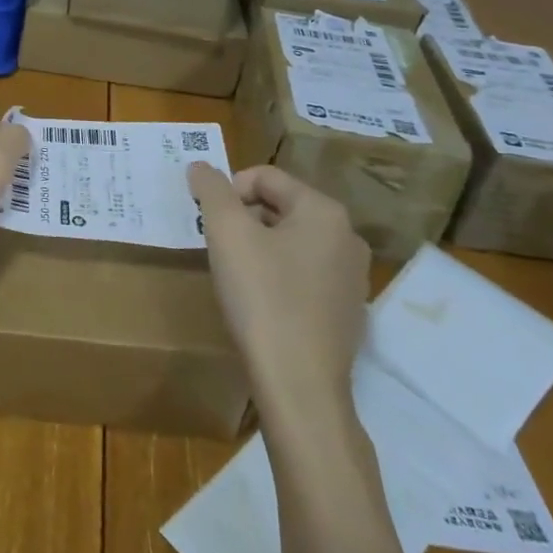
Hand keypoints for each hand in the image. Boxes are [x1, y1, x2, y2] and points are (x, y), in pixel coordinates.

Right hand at [188, 162, 369, 420]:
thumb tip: (201, 166)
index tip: (208, 223)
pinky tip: (260, 304)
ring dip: (258, 248)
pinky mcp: (346, 312)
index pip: (264, 176)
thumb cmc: (262, 298)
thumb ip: (211, 190)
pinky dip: (276, 277)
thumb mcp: (226, 232)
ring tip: (236, 276)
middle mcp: (347, 237)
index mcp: (324, 211)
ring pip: (290, 241)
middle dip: (242, 219)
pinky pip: (303, 275)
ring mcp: (351, 277)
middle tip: (217, 248)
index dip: (228, 192)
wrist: (299, 386)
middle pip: (279, 206)